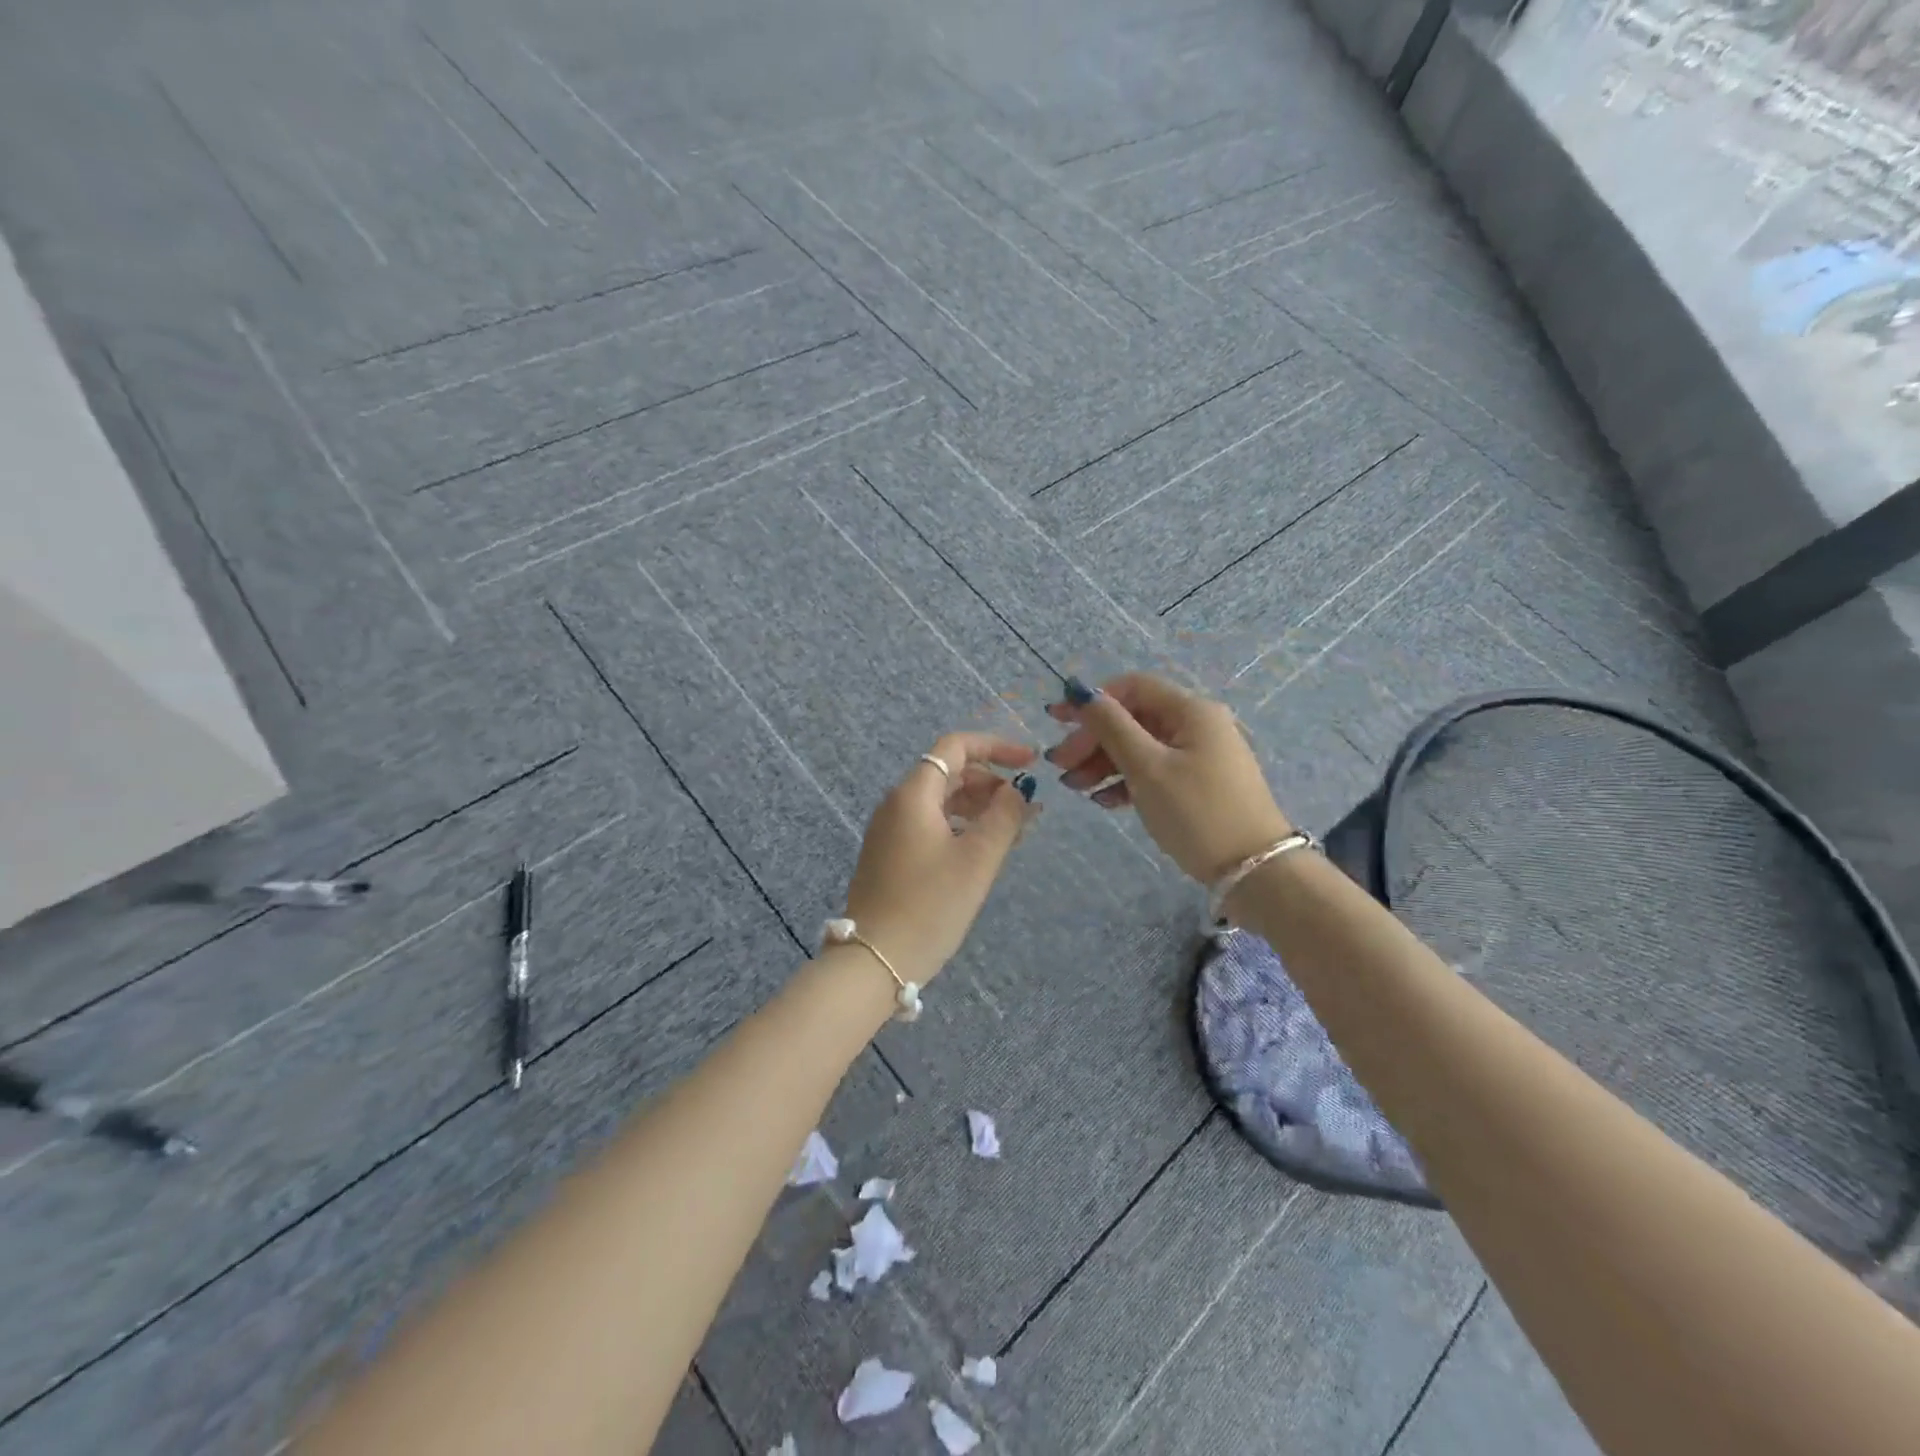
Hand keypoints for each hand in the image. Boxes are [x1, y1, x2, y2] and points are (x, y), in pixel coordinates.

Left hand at [842, 732, 1038, 983]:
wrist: (874, 960)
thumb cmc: (930, 905)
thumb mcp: (977, 860)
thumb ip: (1004, 817)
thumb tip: (1017, 791)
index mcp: (913, 794)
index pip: (955, 747)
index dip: (996, 747)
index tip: (1030, 763)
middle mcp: (897, 804)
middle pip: (949, 773)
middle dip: (991, 781)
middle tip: (1026, 806)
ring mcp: (890, 831)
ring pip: (941, 801)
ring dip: (979, 807)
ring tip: (1014, 830)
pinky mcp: (890, 855)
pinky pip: (931, 825)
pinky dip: (961, 827)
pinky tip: (984, 850)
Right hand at [1046, 673, 1290, 883]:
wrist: (1255, 870)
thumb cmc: (1197, 812)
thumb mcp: (1147, 768)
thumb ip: (1112, 727)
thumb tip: (1083, 694)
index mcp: (1191, 711)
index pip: (1133, 688)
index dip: (1093, 700)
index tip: (1057, 721)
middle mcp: (1197, 725)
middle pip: (1133, 719)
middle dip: (1093, 739)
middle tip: (1060, 765)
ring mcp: (1199, 756)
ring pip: (1140, 748)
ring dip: (1103, 763)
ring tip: (1073, 787)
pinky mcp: (1198, 784)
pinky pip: (1154, 771)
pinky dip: (1126, 781)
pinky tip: (1103, 800)